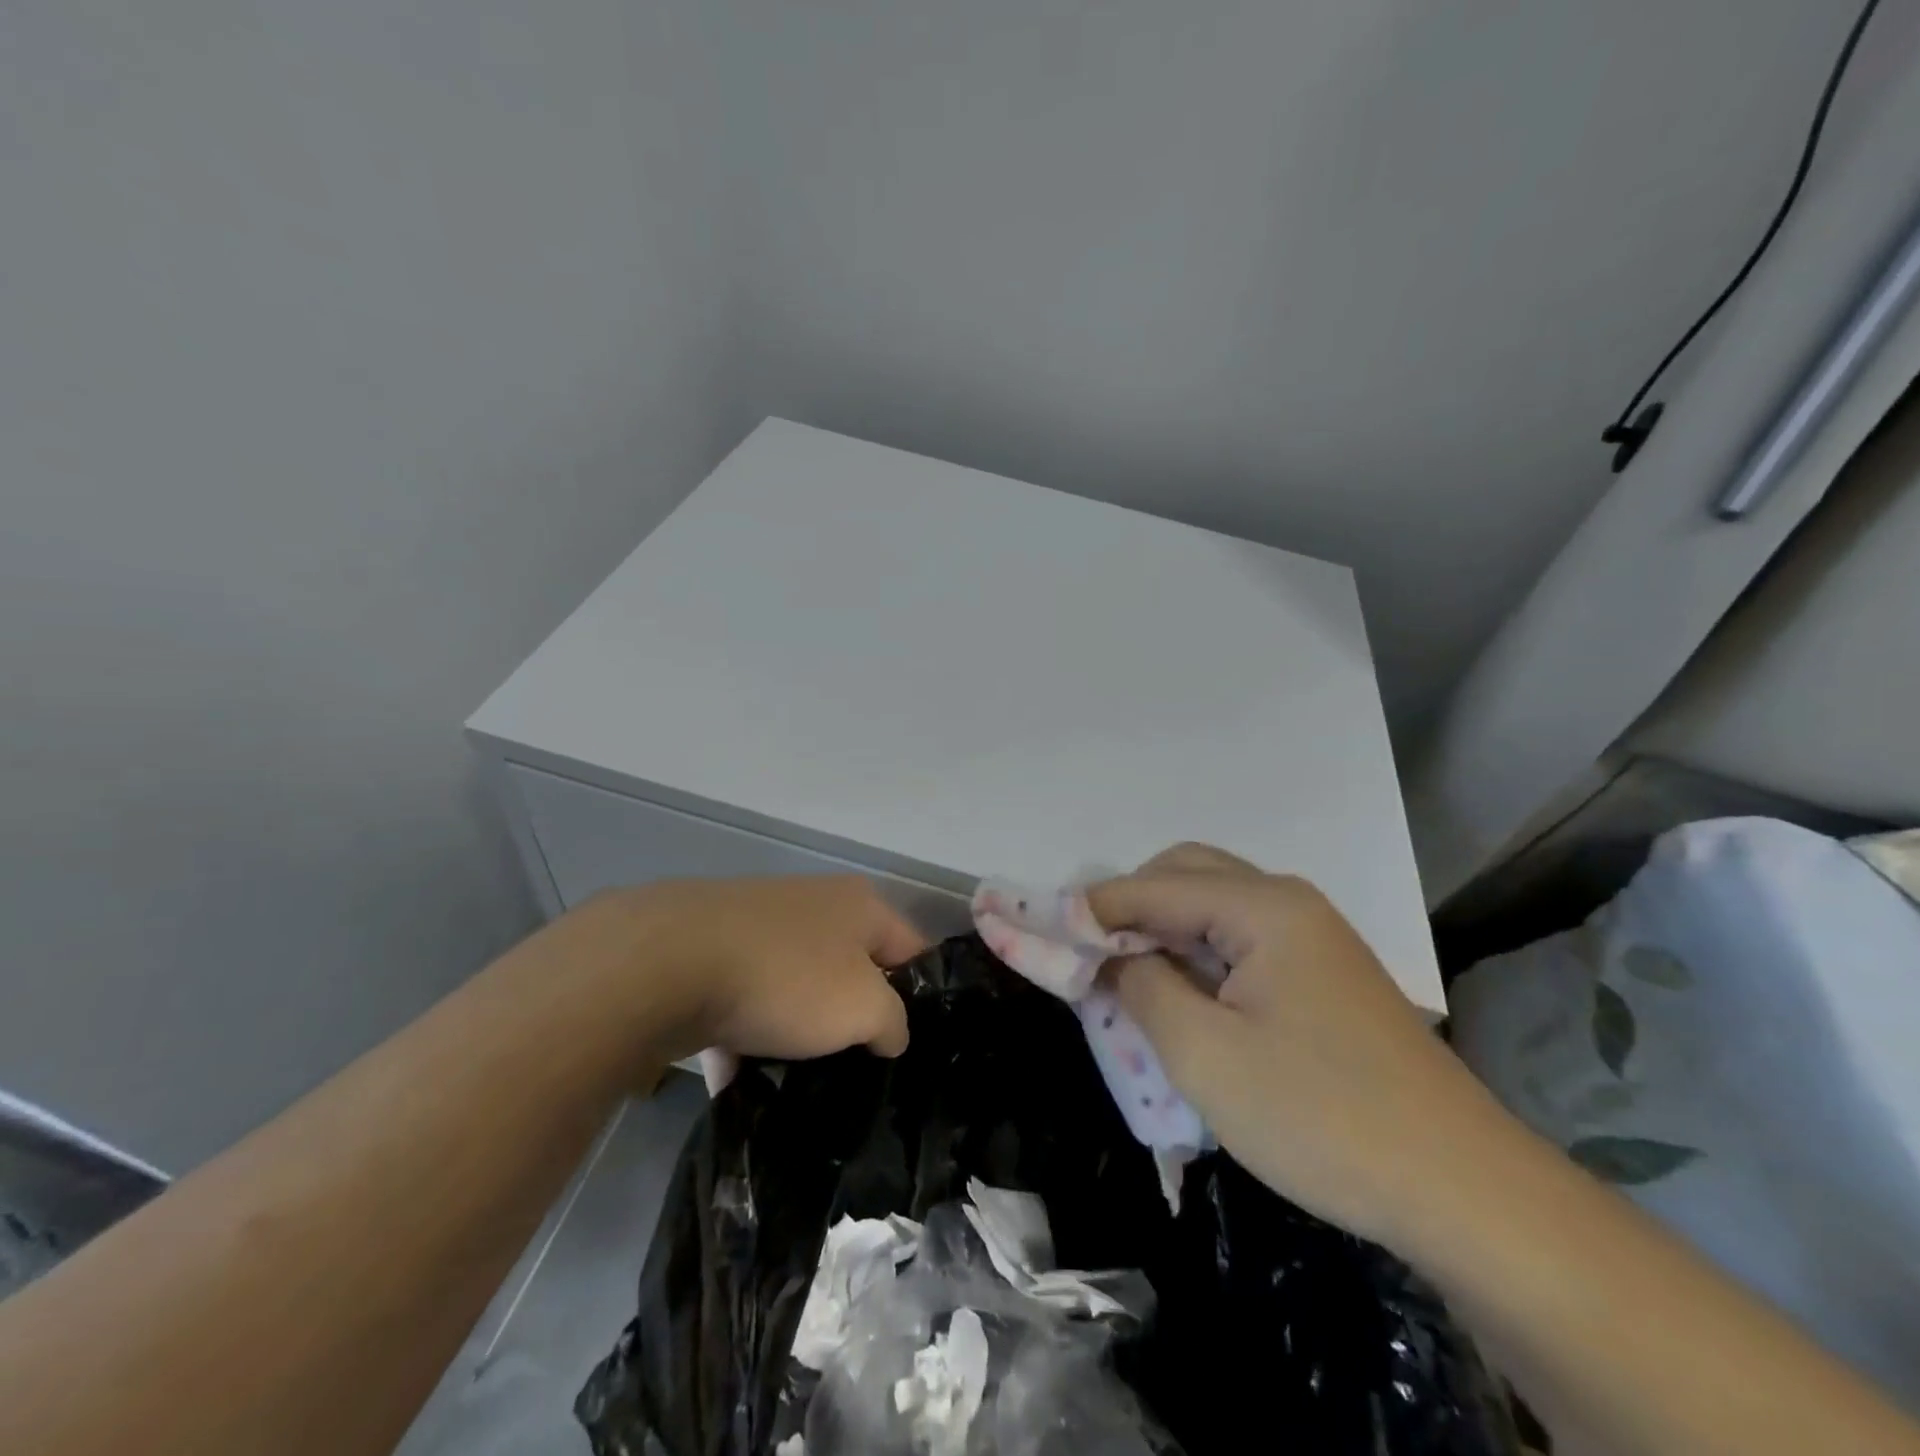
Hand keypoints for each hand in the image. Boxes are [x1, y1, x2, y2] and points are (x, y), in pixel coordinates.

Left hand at [560, 876, 928, 1067]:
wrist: (667, 962)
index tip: (912, 1048)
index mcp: (859, 905)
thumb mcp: (864, 1007)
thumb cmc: (787, 977)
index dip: (920, 997)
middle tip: (856, 1070)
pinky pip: (742, 1002)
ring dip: (795, 1034)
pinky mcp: (711, 951)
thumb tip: (890, 1033)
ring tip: (796, 1085)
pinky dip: (744, 1038)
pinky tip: (738, 1084)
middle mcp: (814, 905)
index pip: (911, 950)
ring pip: (794, 989)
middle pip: (850, 970)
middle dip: (852, 1020)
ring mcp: (759, 925)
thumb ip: (893, 1022)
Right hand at [1088, 844, 1498, 1247]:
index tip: (1041, 930)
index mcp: (1262, 906)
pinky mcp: (1323, 975)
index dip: (1093, 907)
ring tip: (1125, 976)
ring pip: (1214, 907)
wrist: (1463, 1190)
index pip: (1154, 886)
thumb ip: (1142, 986)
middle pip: (1187, 875)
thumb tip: (1108, 954)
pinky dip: (1197, 955)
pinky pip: (1241, 941)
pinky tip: (1181, 996)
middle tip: (1088, 954)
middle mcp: (1288, 902)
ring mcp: (1312, 937)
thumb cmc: (1321, 1116)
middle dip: (1129, 906)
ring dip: (1163, 930)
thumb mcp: (1204, 1055)